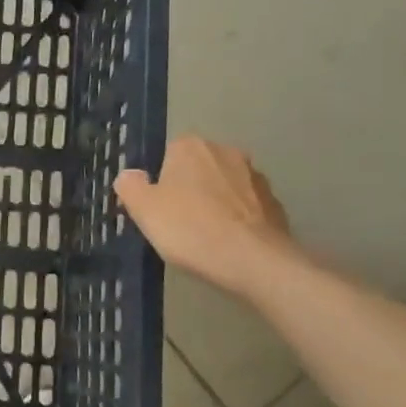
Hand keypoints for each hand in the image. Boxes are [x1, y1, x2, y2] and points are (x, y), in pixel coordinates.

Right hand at [115, 136, 296, 291]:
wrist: (253, 260)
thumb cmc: (190, 229)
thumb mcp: (143, 209)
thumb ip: (130, 185)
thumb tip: (130, 176)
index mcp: (190, 146)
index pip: (166, 156)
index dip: (159, 183)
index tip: (156, 210)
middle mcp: (225, 151)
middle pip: (197, 169)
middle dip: (188, 190)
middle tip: (177, 224)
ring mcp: (255, 176)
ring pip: (224, 188)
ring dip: (215, 204)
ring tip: (205, 237)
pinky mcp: (275, 202)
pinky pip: (246, 208)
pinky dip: (237, 220)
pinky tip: (229, 244)